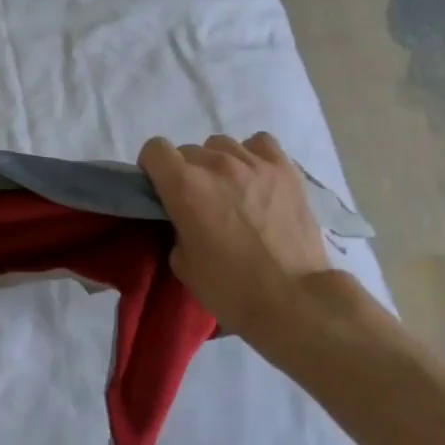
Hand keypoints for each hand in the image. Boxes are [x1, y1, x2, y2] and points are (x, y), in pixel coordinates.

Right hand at [138, 132, 331, 342]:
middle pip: (188, 150)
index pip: (154, 149)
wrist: (293, 300)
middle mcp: (216, 165)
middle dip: (185, 172)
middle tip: (198, 202)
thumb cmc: (230, 288)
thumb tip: (186, 217)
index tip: (160, 189)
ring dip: (217, 163)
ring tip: (230, 190)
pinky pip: (260, 143)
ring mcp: (254, 163)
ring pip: (221, 145)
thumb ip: (177, 227)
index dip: (152, 167)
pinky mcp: (285, 170)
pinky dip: (252, 155)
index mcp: (184, 186)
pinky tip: (255, 177)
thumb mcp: (182, 263)